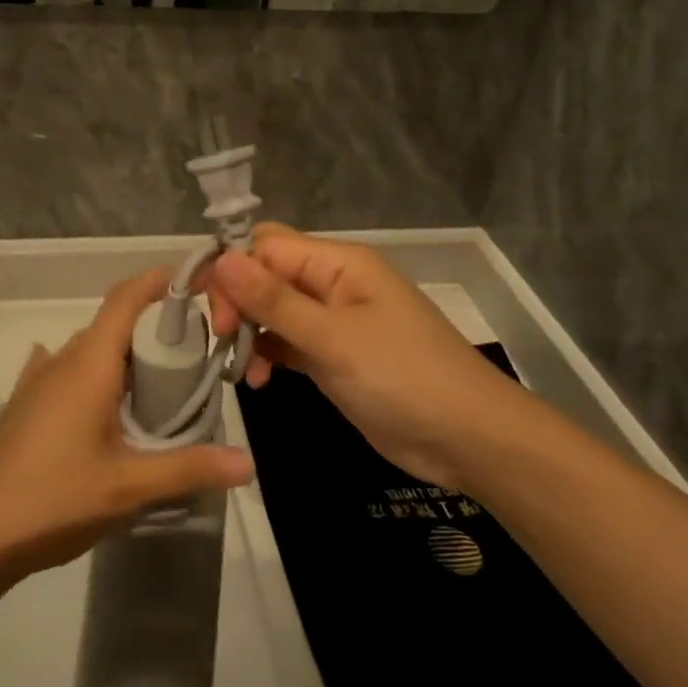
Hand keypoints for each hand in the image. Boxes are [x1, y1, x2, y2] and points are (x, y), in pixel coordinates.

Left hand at [0, 268, 253, 580]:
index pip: (126, 298)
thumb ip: (189, 467)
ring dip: (125, 357)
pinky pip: (67, 371)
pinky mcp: (25, 405)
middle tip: (196, 357)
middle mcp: (62, 360)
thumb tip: (248, 462)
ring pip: (91, 350)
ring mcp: (38, 381)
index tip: (197, 280)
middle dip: (154, 329)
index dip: (160, 280)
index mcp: (88, 363)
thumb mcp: (129, 486)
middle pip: (113, 324)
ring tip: (160, 387)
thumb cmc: (53, 499)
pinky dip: (95, 374)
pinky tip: (104, 400)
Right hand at [207, 225, 520, 490]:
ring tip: (241, 371)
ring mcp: (332, 320)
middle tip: (225, 341)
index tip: (217, 317)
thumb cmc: (404, 378)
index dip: (233, 272)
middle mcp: (331, 283)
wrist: (470, 439)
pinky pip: (286, 341)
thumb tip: (221, 258)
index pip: (266, 247)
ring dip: (249, 332)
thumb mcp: (334, 339)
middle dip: (238, 301)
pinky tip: (259, 379)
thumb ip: (274, 301)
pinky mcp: (332, 356)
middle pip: (266, 273)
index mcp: (337, 263)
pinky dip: (266, 354)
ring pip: (272, 309)